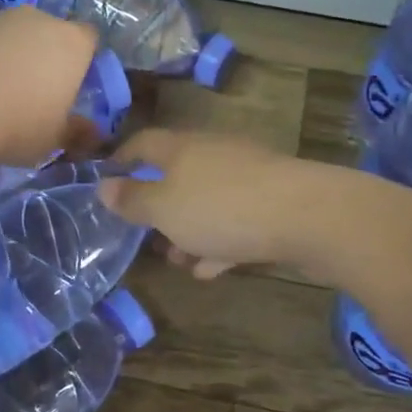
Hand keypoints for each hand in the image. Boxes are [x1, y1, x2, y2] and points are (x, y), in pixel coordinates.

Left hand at [0, 6, 100, 166]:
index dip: (83, 59)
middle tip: (32, 93)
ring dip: (6, 55)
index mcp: (70, 43)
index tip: (72, 84)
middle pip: (47, 31)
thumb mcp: (54, 140)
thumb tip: (93, 134)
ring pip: (8, 34)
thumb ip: (76, 132)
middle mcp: (36, 19)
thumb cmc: (18, 124)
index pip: (89, 38)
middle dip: (42, 55)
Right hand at [99, 129, 322, 278]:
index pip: (143, 143)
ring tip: (178, 260)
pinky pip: (235, 221)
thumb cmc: (222, 208)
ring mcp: (247, 178)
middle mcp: (214, 154)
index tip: (106, 183)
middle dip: (159, 207)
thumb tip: (103, 186)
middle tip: (144, 236)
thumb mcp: (165, 208)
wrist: (308, 217)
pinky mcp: (272, 203)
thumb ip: (133, 200)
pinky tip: (212, 268)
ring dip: (189, 230)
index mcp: (182, 148)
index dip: (121, 161)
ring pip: (206, 202)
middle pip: (177, 175)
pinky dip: (219, 242)